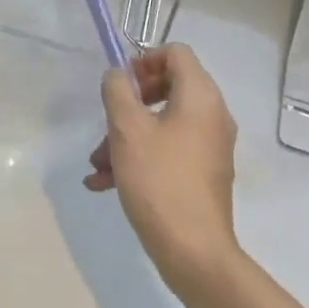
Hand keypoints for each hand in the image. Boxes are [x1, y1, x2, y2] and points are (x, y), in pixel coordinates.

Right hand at [85, 44, 240, 294]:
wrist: (194, 255)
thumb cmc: (159, 181)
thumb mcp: (127, 129)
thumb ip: (117, 90)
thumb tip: (118, 75)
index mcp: (200, 96)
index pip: (175, 52)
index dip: (144, 59)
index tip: (121, 84)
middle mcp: (212, 115)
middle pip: (167, 87)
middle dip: (129, 104)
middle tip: (107, 120)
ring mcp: (210, 147)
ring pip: (163, 124)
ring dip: (127, 136)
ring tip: (96, 162)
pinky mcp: (203, 175)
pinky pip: (169, 151)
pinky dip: (140, 158)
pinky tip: (105, 183)